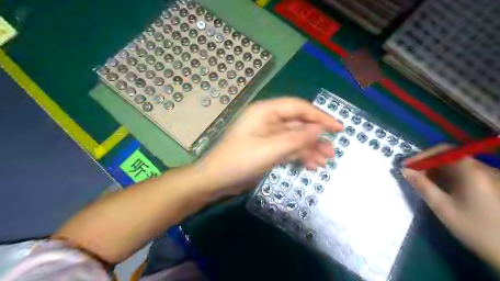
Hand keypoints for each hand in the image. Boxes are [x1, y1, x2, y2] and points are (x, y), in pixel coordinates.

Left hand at [197, 98, 341, 194]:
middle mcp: (268, 120)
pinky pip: (288, 149)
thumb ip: (295, 139)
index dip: (319, 116)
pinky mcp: (267, 149)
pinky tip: (311, 166)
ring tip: (324, 162)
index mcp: (265, 112)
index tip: (338, 128)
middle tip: (331, 152)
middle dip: (315, 138)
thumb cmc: (238, 162)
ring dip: (309, 149)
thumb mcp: (269, 150)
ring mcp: (268, 135)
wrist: (215, 180)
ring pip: (294, 138)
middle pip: (298, 124)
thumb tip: (320, 129)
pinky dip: (299, 156)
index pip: (298, 108)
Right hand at [401, 146, 499, 268]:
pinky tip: (440, 187)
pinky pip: (466, 174)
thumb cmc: (475, 229)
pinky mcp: (493, 186)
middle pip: (450, 157)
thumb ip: (422, 186)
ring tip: (422, 181)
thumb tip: (405, 170)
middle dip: (428, 163)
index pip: (443, 151)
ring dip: (437, 170)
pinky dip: (449, 176)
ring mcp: (491, 177)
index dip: (422, 156)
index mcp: (472, 172)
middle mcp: (484, 169)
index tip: (406, 166)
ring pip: (457, 165)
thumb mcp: (443, 208)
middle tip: (411, 174)